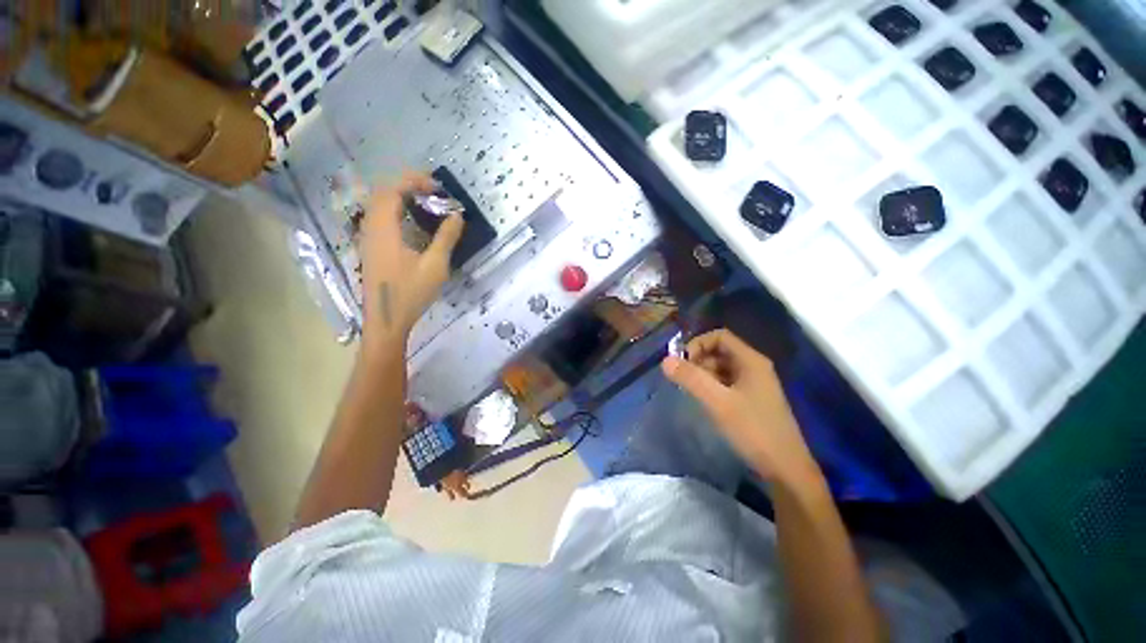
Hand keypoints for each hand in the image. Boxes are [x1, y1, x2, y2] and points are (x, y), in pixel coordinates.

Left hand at [357, 172, 463, 346]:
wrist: (386, 320)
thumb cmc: (411, 293)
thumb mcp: (435, 266)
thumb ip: (446, 238)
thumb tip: (457, 216)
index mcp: (384, 229)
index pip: (392, 190)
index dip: (414, 181)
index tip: (437, 187)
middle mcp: (371, 228)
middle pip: (382, 193)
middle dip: (408, 186)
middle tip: (433, 193)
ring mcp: (368, 238)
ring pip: (379, 205)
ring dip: (401, 198)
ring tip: (426, 204)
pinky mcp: (371, 248)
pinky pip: (380, 218)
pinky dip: (397, 211)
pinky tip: (414, 224)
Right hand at [662, 329, 821, 488]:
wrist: (786, 470)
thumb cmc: (753, 430)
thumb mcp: (718, 402)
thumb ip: (691, 379)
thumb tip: (665, 360)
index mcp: (751, 361)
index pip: (720, 336)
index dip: (698, 344)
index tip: (682, 362)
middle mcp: (754, 367)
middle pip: (720, 350)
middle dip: (698, 359)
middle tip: (683, 378)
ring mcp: (754, 384)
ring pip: (722, 367)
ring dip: (703, 373)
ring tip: (690, 390)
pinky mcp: (751, 399)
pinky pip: (726, 383)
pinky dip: (711, 385)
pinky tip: (703, 400)